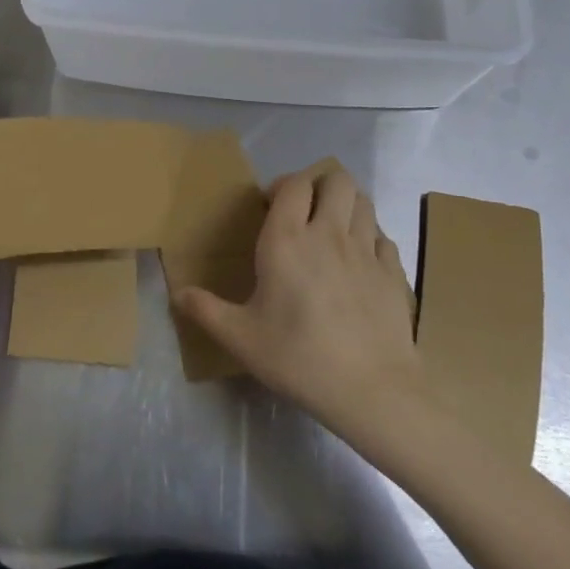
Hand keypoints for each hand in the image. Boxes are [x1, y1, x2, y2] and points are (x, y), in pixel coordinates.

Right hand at [176, 163, 429, 443]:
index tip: (271, 206)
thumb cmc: (299, 358)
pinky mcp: (393, 271)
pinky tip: (360, 263)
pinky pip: (383, 237)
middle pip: (336, 179)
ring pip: (363, 201)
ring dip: (347, 206)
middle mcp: (329, 233)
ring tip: (333, 230)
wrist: (371, 389)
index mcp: (288, 239)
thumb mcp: (241, 338)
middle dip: (320, 185)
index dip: (283, 185)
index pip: (293, 184)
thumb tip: (176, 294)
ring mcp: (367, 250)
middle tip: (305, 212)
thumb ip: (206, 310)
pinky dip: (371, 239)